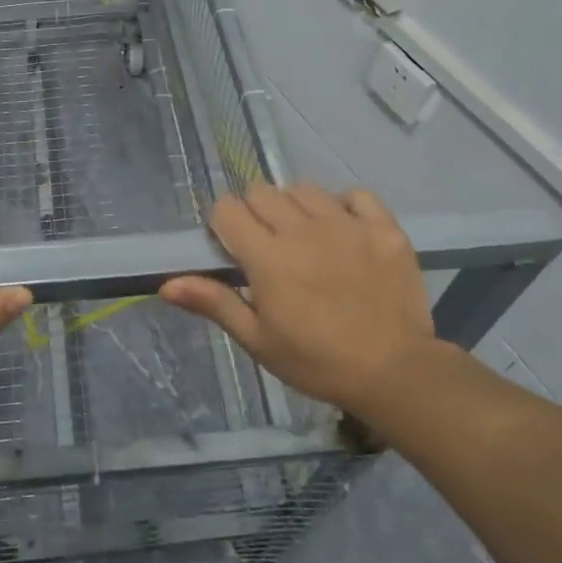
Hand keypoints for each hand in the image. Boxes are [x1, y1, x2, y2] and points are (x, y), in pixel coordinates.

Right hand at [160, 184, 444, 417]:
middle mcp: (303, 230)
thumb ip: (214, 302)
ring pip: (304, 189)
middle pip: (262, 191)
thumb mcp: (258, 339)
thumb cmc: (316, 361)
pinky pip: (354, 194)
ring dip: (297, 208)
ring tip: (307, 239)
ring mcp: (347, 224)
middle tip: (270, 247)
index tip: (235, 249)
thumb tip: (165, 284)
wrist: (396, 374)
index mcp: (268, 257)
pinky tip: (345, 232)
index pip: (228, 208)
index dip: (224, 225)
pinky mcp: (383, 227)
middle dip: (257, 213)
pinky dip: (344, 207)